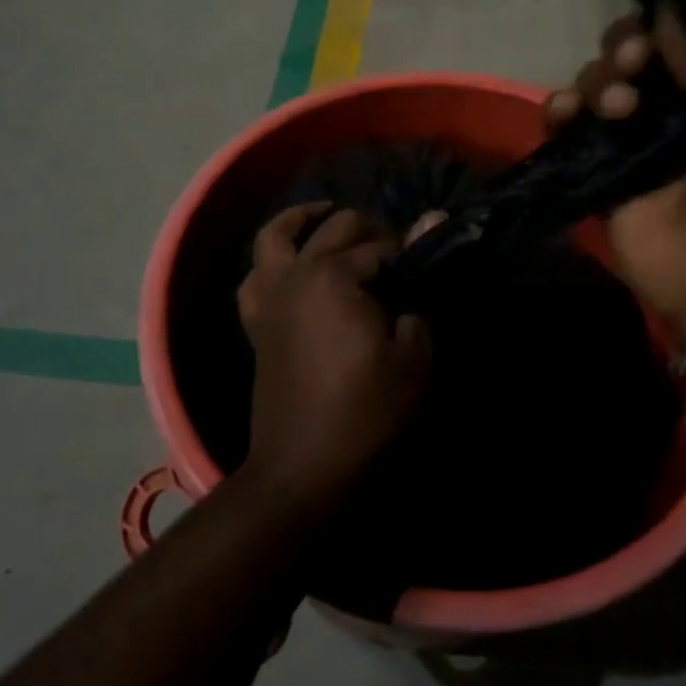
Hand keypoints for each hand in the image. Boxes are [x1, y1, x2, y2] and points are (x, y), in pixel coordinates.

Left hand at [236, 205, 431, 516]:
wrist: (304, 470)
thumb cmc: (367, 412)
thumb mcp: (413, 354)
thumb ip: (418, 291)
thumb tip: (432, 228)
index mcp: (333, 276)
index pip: (381, 248)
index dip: (410, 254)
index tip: (430, 264)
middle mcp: (295, 274)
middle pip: (335, 229)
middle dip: (370, 230)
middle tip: (398, 249)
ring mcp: (270, 297)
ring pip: (276, 237)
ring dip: (302, 220)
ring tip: (326, 215)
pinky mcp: (257, 324)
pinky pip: (254, 278)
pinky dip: (269, 262)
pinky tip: (288, 264)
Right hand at [547, 8, 685, 347]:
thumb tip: (665, 10)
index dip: (668, 16)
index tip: (660, 26)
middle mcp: (682, 100)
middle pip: (635, 46)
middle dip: (627, 47)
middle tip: (636, 67)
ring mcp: (637, 134)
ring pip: (599, 79)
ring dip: (599, 82)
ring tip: (619, 111)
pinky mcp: (600, 166)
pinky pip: (566, 123)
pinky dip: (558, 110)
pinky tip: (564, 116)